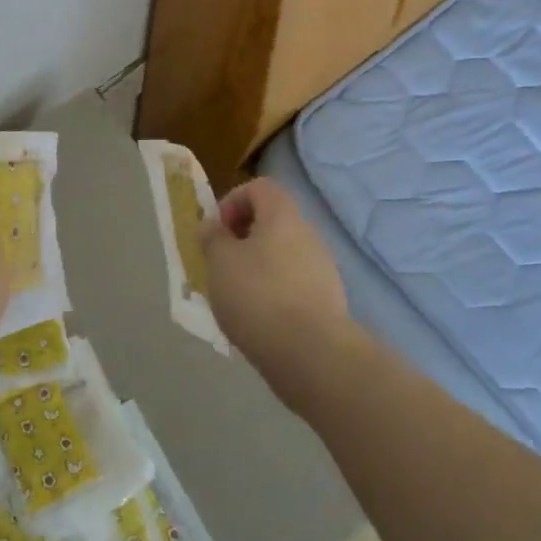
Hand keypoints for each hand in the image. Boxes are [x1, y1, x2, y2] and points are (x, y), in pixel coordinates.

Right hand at [201, 177, 354, 410]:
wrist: (311, 353)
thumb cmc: (258, 296)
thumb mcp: (220, 262)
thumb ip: (212, 237)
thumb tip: (213, 225)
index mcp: (283, 215)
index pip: (260, 187)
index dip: (233, 200)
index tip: (217, 231)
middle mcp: (308, 234)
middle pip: (272, 221)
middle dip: (243, 238)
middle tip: (222, 265)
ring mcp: (323, 268)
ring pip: (283, 254)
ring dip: (258, 267)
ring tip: (238, 297)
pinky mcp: (328, 300)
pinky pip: (294, 283)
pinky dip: (275, 292)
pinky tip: (261, 319)